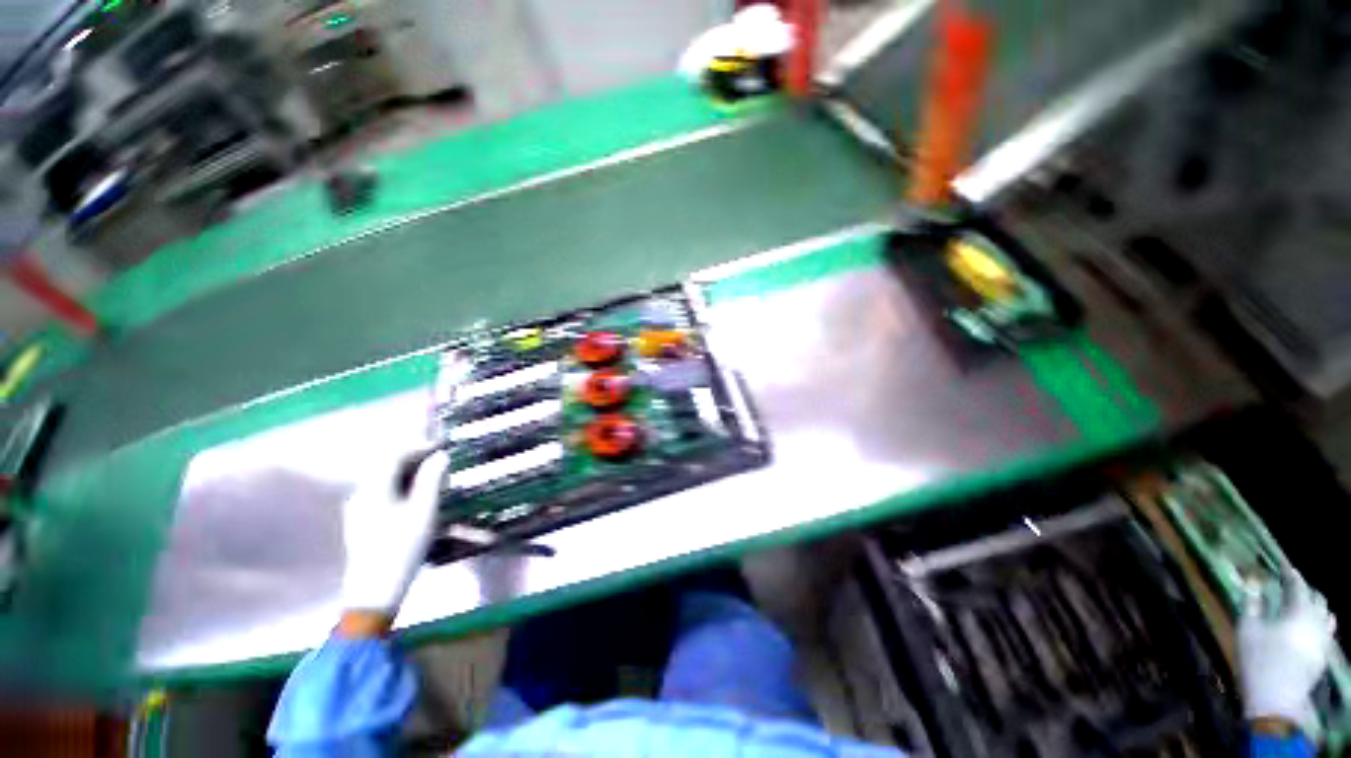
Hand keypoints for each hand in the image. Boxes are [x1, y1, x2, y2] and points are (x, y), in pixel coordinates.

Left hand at [340, 449, 450, 618]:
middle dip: (416, 460)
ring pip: (386, 480)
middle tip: (441, 463)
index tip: (442, 446)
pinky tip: (419, 500)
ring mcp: (359, 509)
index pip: (394, 455)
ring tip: (435, 481)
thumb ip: (432, 480)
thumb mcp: (424, 512)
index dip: (418, 446)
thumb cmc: (401, 548)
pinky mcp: (362, 522)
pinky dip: (404, 488)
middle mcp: (361, 494)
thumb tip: (441, 456)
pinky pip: (384, 494)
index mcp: (373, 489)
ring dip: (411, 475)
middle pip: (388, 466)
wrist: (373, 592)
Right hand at [1238, 585, 1335, 730]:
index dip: (1291, 574)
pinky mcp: (1322, 654)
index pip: (1298, 585)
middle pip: (1317, 599)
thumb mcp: (1247, 630)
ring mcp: (1322, 640)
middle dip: (1306, 590)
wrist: (1276, 700)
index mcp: (1298, 612)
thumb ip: (1252, 604)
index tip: (1283, 565)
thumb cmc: (1258, 660)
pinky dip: (1321, 622)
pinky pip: (1327, 630)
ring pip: (1326, 615)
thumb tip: (1253, 583)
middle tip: (1292, 585)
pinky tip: (1315, 626)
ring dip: (1315, 606)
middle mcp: (1316, 621)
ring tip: (1304, 603)